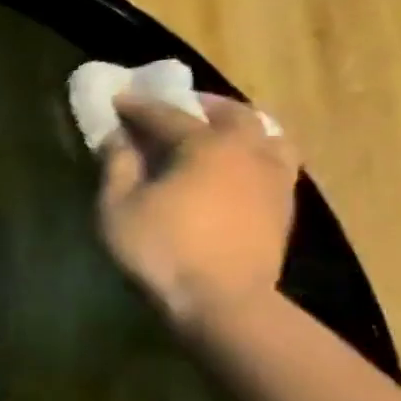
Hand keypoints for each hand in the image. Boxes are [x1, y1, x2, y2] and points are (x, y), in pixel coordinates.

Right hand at [97, 92, 300, 330]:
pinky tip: (240, 164)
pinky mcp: (284, 203)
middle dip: (200, 104)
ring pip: (265, 132)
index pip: (167, 115)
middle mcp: (247, 149)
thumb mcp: (118, 209)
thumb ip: (117, 168)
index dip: (139, 107)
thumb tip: (117, 138)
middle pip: (230, 112)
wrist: (223, 301)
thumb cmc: (161, 250)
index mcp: (205, 145)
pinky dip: (256, 150)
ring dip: (239, 124)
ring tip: (218, 130)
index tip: (118, 100)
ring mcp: (273, 175)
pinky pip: (276, 159)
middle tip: (175, 106)